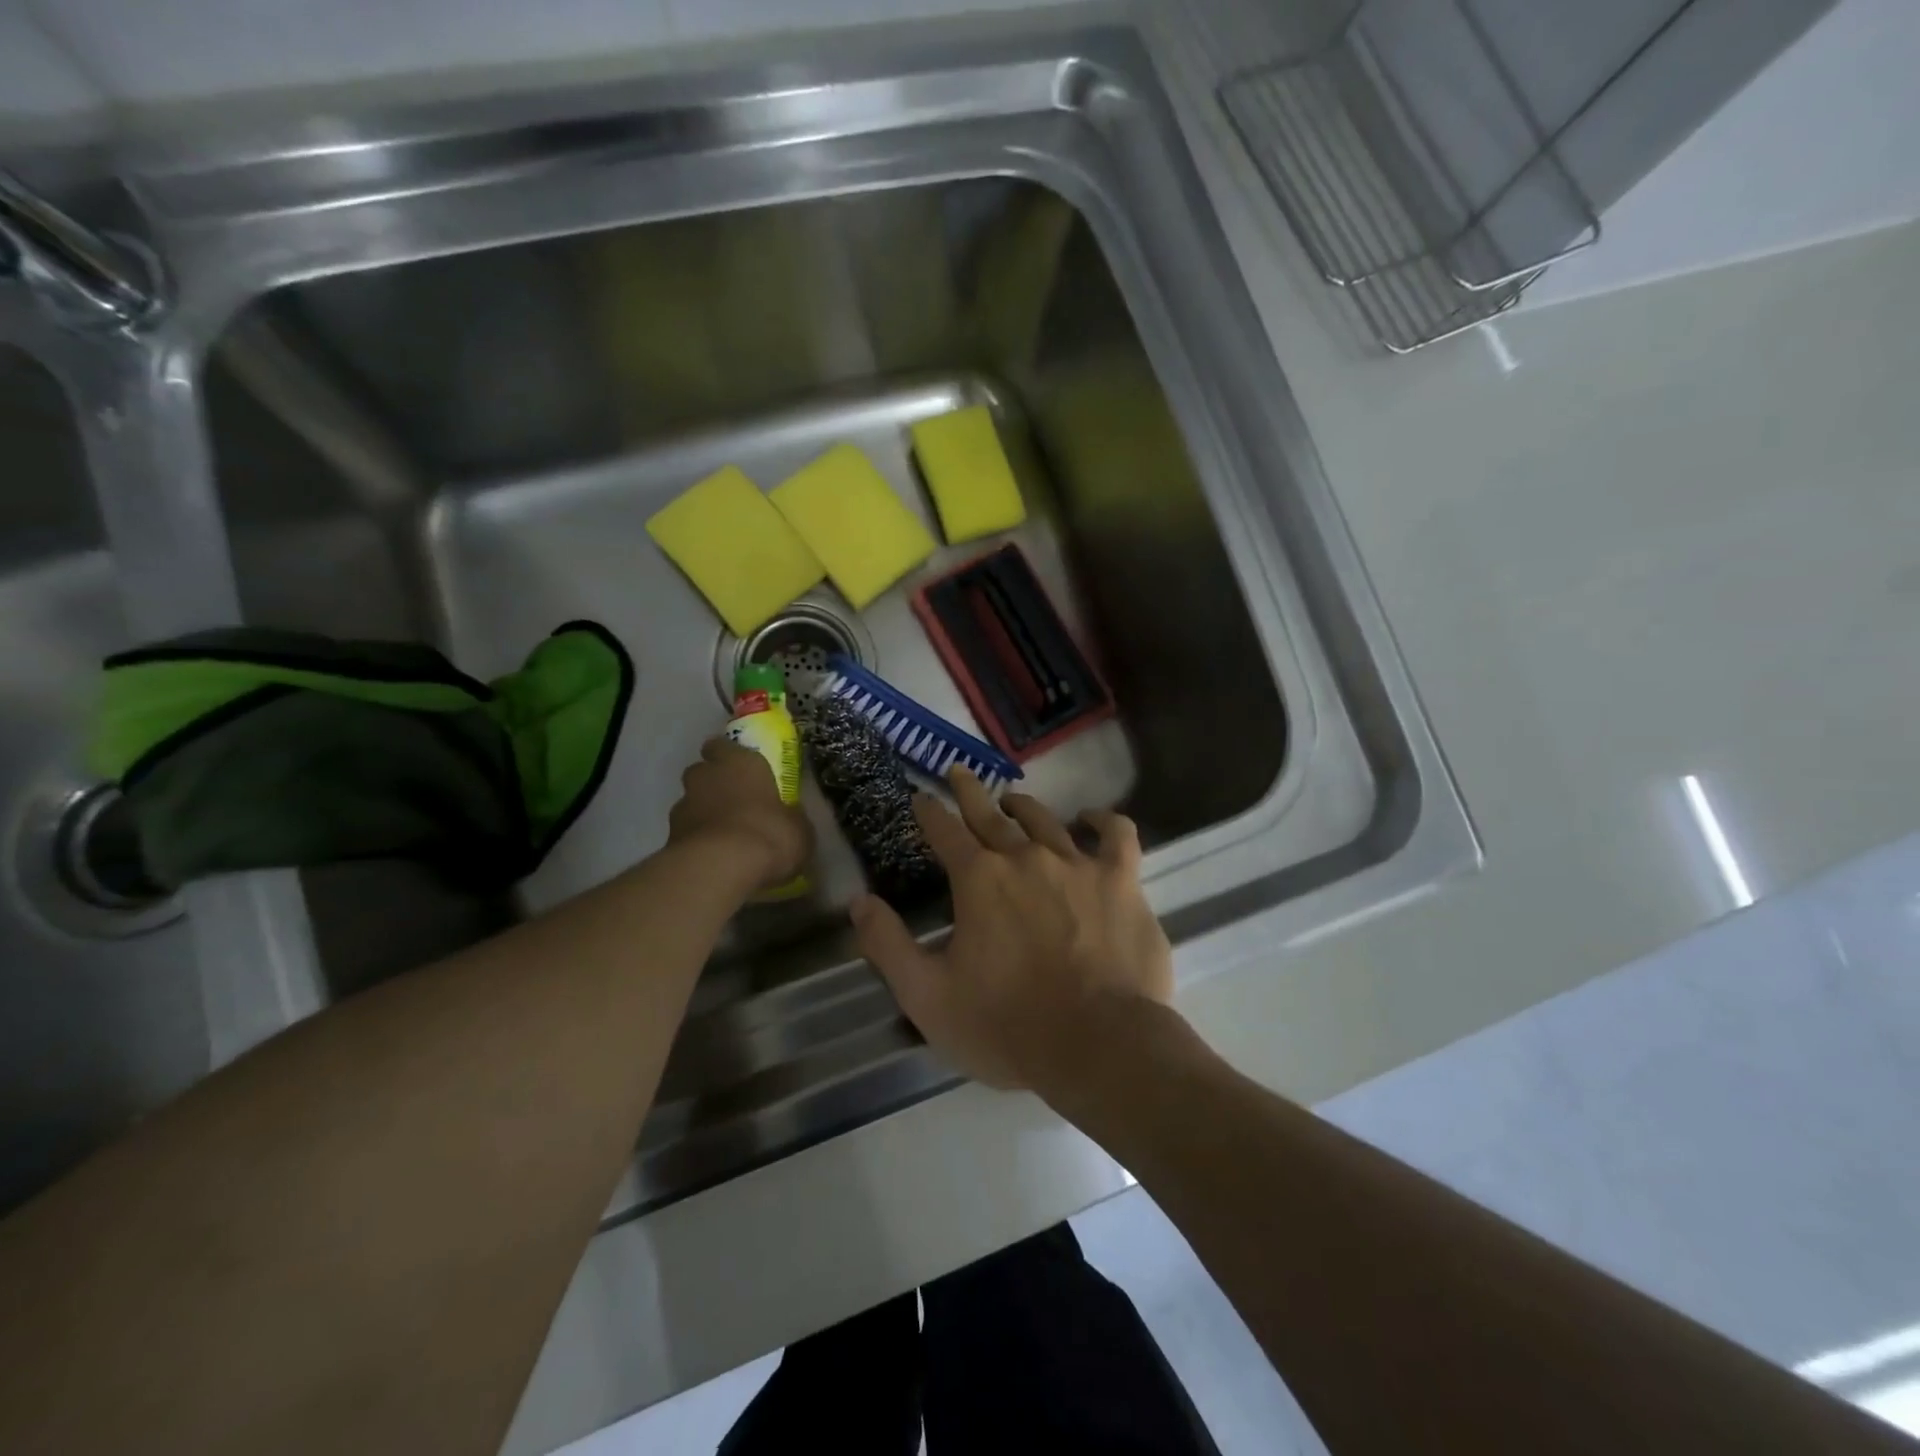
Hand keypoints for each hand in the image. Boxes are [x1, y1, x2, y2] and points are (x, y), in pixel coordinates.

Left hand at [668, 738, 809, 889]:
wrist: (719, 869)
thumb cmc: (767, 834)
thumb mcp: (798, 828)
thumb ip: (790, 817)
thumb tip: (789, 817)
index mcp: (740, 762)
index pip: (723, 745)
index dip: (729, 756)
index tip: (740, 768)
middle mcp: (706, 777)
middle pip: (703, 772)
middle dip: (714, 785)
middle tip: (735, 804)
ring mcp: (682, 807)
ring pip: (691, 804)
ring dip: (703, 815)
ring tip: (723, 839)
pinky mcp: (668, 838)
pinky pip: (685, 835)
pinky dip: (696, 843)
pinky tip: (713, 860)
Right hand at [850, 768, 1173, 1094]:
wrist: (1098, 1046)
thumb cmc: (1006, 1027)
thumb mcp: (927, 996)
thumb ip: (888, 945)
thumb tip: (859, 901)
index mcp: (978, 880)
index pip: (944, 831)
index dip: (928, 812)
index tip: (920, 799)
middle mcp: (1025, 857)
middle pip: (991, 814)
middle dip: (969, 791)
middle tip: (958, 772)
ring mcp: (1077, 864)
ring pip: (1045, 819)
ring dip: (1022, 805)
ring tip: (1011, 801)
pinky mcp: (1121, 880)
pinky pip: (1116, 834)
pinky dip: (1102, 820)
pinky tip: (1092, 819)